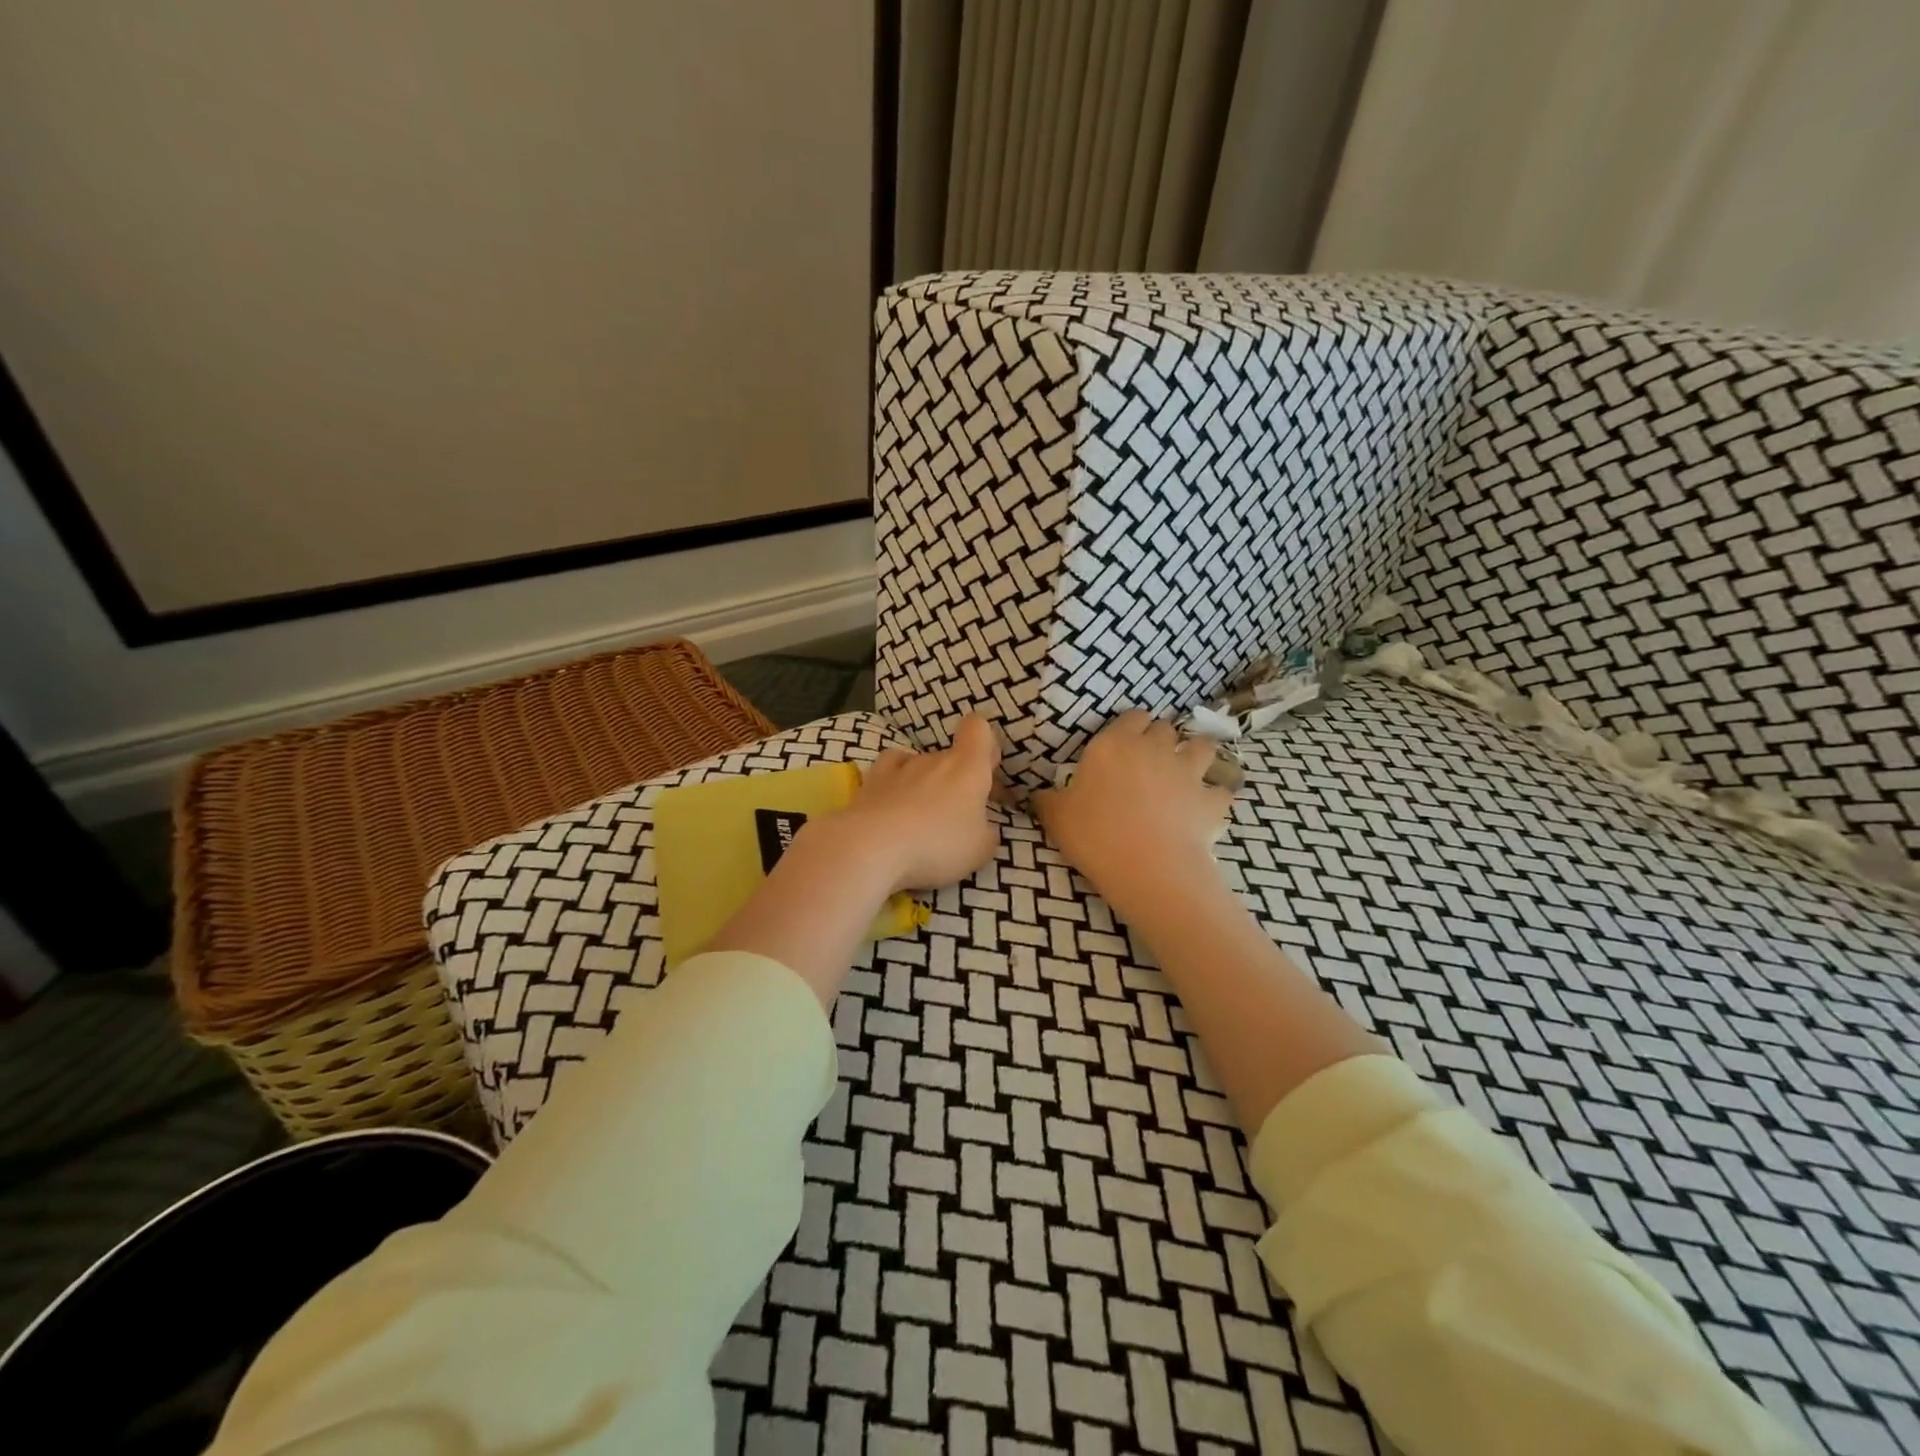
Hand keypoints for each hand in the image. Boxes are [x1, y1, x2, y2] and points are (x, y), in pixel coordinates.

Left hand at [824, 714, 1002, 893]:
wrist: (870, 847)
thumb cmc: (937, 845)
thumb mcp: (980, 850)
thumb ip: (986, 832)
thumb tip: (981, 827)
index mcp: (967, 767)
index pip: (978, 728)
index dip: (985, 743)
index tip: (987, 771)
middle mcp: (934, 759)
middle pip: (950, 757)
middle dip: (958, 780)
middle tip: (960, 815)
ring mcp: (899, 768)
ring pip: (920, 765)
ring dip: (926, 784)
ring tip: (922, 816)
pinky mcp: (870, 783)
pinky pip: (889, 773)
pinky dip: (894, 784)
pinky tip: (894, 804)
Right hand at [1032, 711, 1232, 908]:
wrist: (1148, 868)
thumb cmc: (1095, 836)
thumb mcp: (1056, 817)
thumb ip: (1047, 799)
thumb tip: (1034, 793)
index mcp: (1114, 744)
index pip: (1131, 716)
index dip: (1130, 727)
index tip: (1123, 743)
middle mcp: (1154, 748)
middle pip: (1165, 728)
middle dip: (1161, 739)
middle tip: (1149, 761)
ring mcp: (1188, 771)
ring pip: (1202, 747)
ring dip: (1195, 755)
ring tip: (1185, 773)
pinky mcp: (1212, 800)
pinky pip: (1221, 791)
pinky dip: (1214, 797)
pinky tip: (1205, 809)